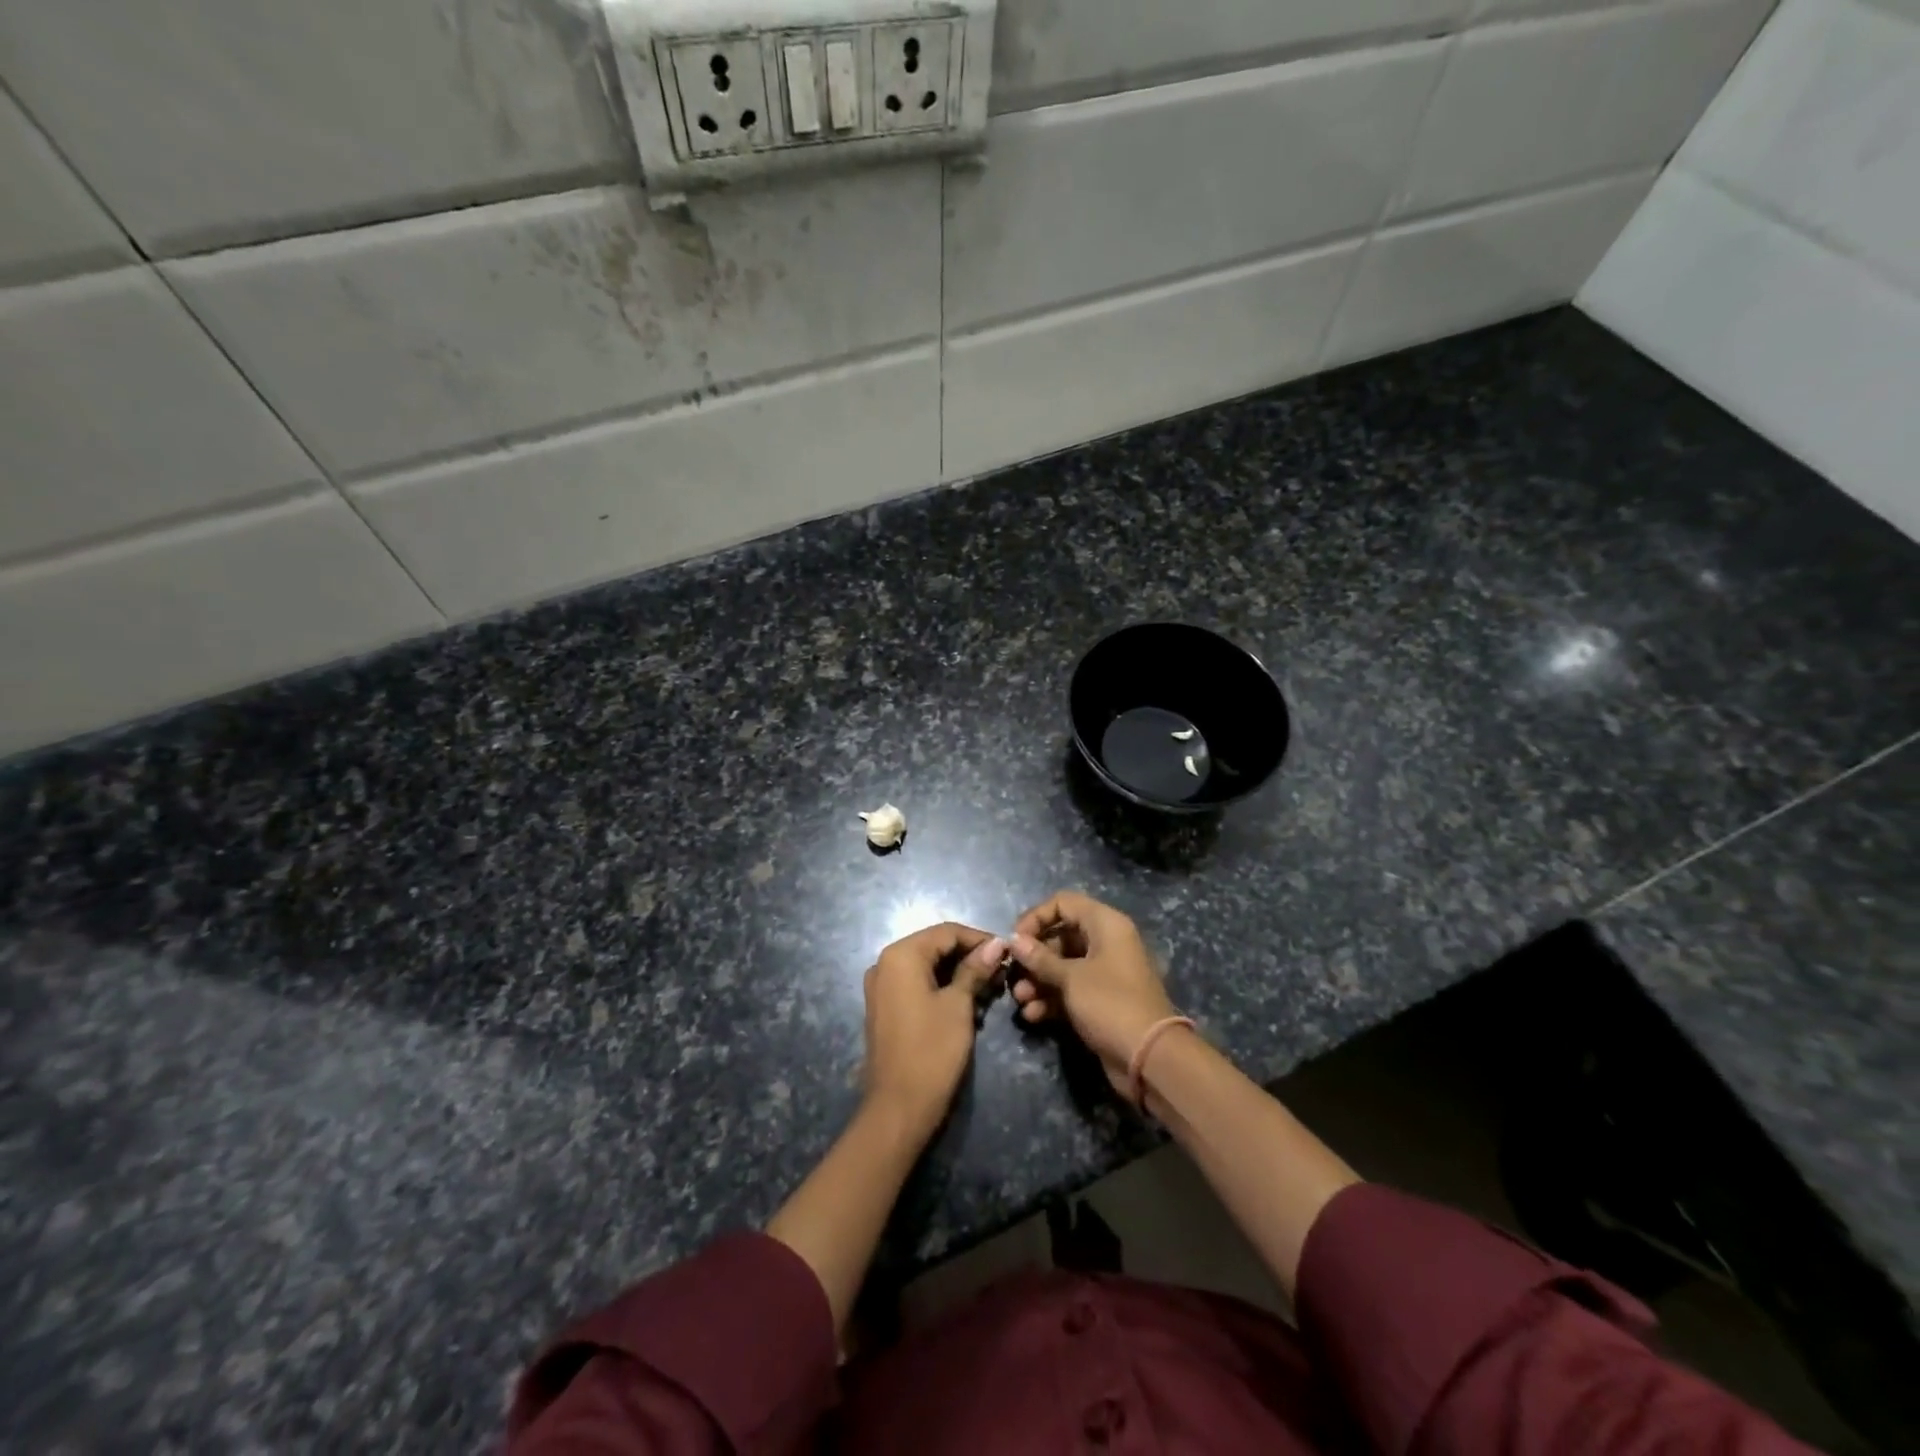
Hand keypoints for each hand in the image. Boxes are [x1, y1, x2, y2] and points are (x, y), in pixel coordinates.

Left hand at [862, 922, 1004, 1134]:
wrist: (898, 1108)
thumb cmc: (932, 1051)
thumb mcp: (959, 1005)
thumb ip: (975, 969)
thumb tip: (997, 943)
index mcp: (901, 955)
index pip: (947, 932)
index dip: (979, 939)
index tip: (1008, 952)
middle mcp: (885, 963)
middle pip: (935, 946)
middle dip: (969, 956)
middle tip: (1001, 973)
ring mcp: (881, 986)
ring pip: (927, 966)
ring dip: (957, 973)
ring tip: (989, 989)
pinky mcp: (884, 1007)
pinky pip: (916, 984)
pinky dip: (941, 987)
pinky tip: (966, 1002)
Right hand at [1009, 891, 1179, 1097]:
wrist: (1150, 1058)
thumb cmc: (1110, 1004)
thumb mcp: (1071, 978)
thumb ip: (1040, 958)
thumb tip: (1014, 940)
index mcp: (1105, 924)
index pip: (1064, 903)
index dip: (1036, 917)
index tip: (1015, 940)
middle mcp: (1106, 942)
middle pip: (1060, 936)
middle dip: (1034, 957)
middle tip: (1013, 975)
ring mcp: (1104, 973)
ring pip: (1062, 966)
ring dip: (1038, 981)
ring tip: (1021, 1000)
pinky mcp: (1100, 1000)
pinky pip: (1069, 990)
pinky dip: (1050, 999)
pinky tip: (1033, 1015)